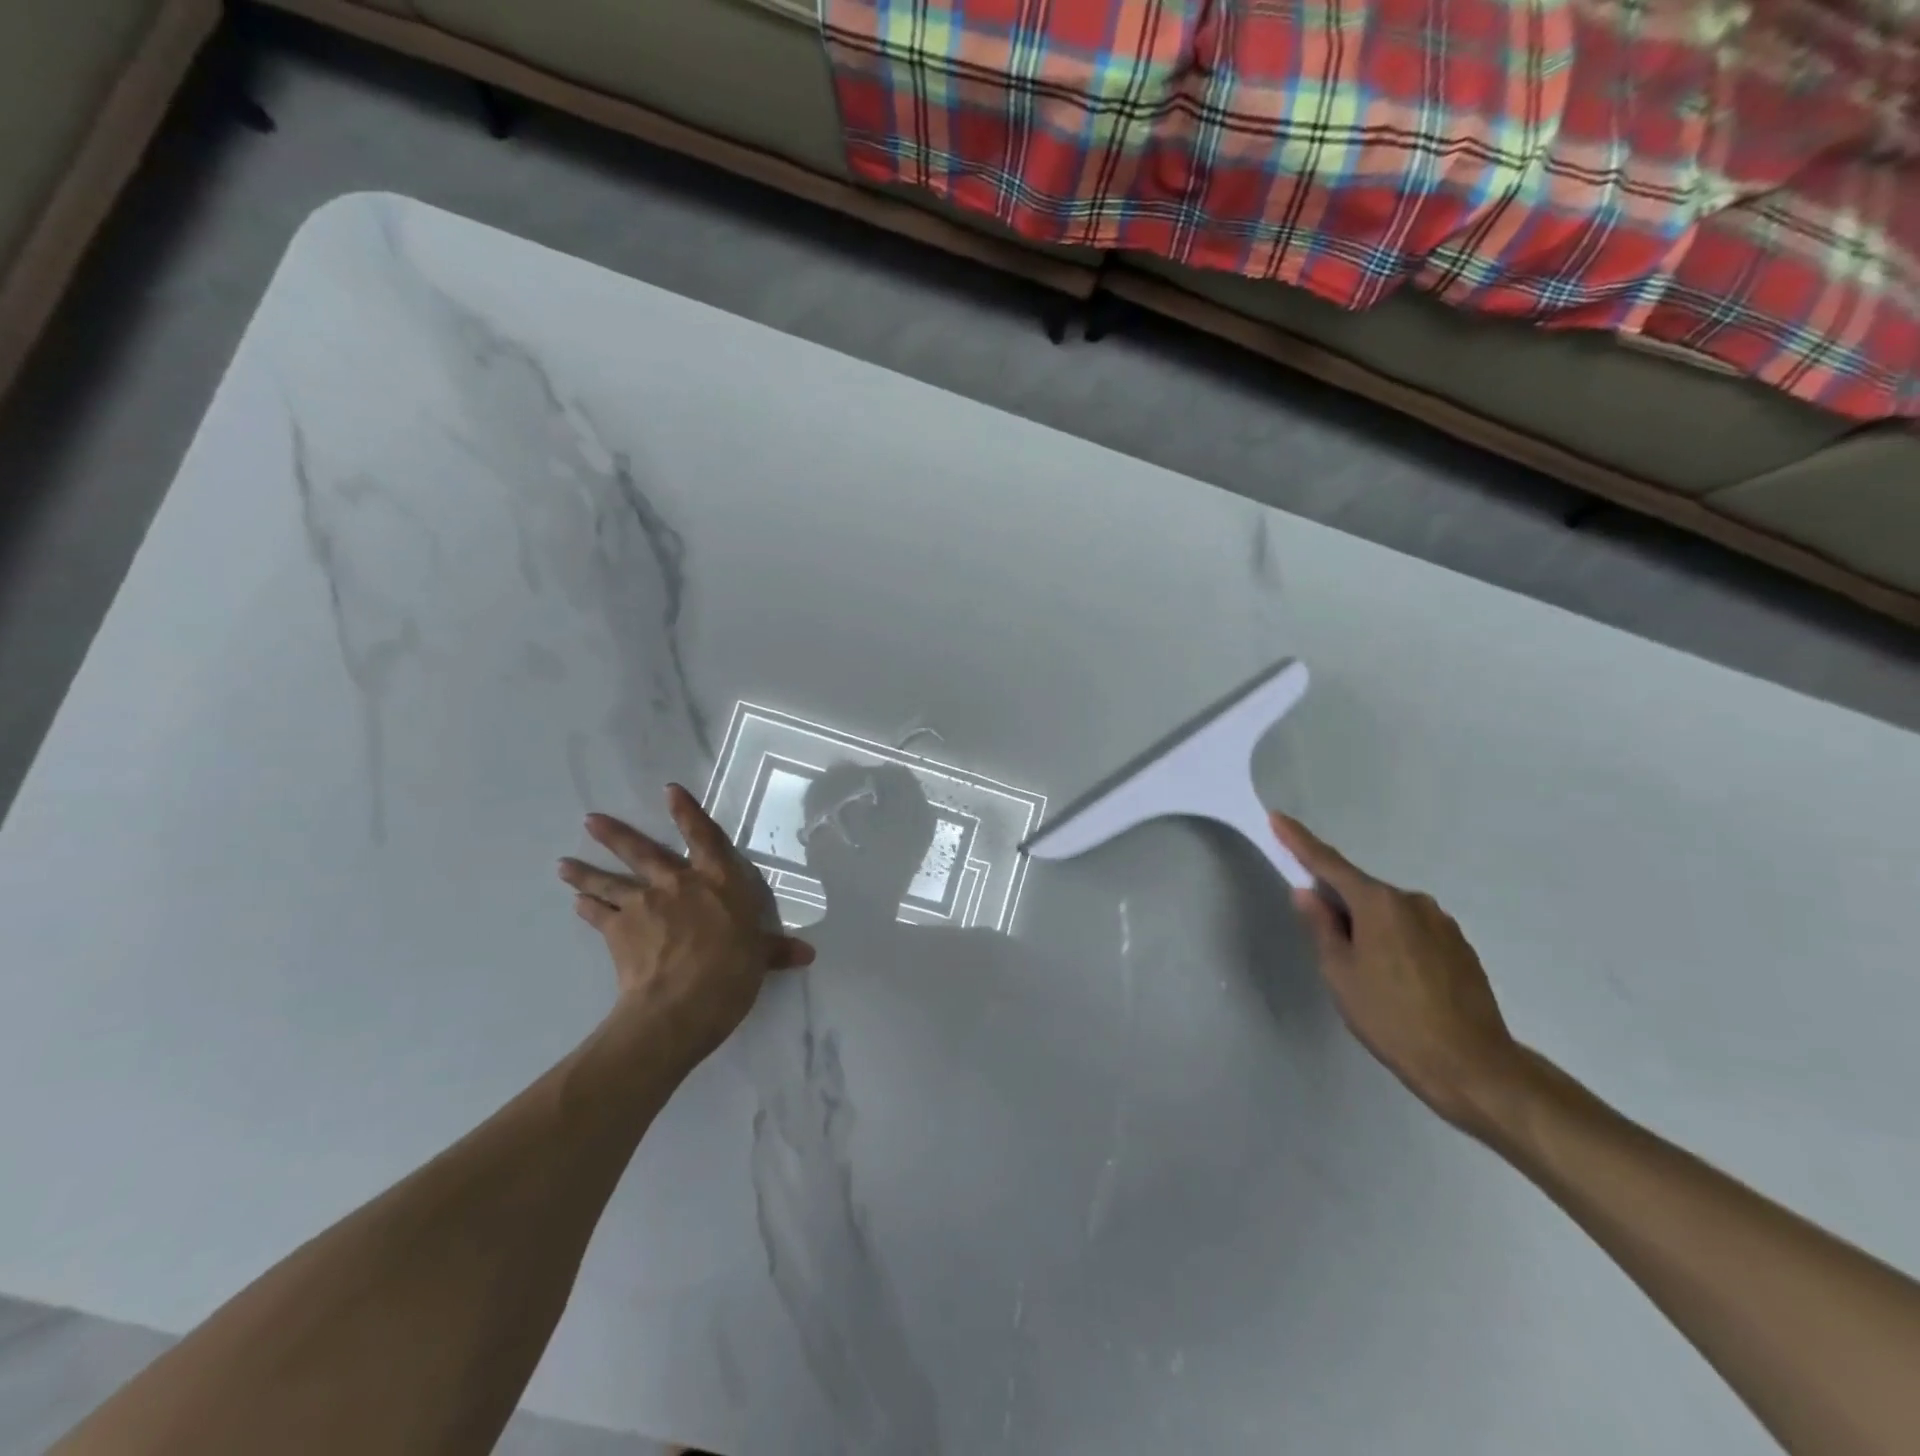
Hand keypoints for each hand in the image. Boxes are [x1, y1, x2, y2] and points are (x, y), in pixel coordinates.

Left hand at [559, 785, 815, 1068]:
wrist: (681, 1004)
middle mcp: (677, 883)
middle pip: (642, 852)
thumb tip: (807, 955)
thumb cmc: (732, 972)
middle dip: (616, 835)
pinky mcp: (617, 931)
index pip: (704, 837)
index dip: (687, 813)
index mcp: (718, 881)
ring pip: (609, 881)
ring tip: (564, 864)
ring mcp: (643, 904)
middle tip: (590, 820)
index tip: (670, 791)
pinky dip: (587, 908)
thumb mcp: (760, 958)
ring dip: (586, 872)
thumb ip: (777, 950)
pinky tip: (577, 903)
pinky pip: (598, 915)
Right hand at [1273, 814, 1524, 1136]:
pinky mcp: (1461, 948)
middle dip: (1339, 906)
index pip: (1329, 864)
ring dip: (1370, 929)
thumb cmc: (1392, 1018)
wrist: (1472, 1066)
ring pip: (1389, 914)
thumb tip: (1308, 893)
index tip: (1279, 819)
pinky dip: (1396, 944)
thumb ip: (1321, 927)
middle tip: (1328, 946)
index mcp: (1379, 904)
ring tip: (1367, 976)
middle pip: (1362, 892)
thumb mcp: (1340, 974)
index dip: (1300, 842)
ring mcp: (1442, 924)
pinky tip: (1397, 982)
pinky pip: (1414, 932)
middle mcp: (1413, 902)